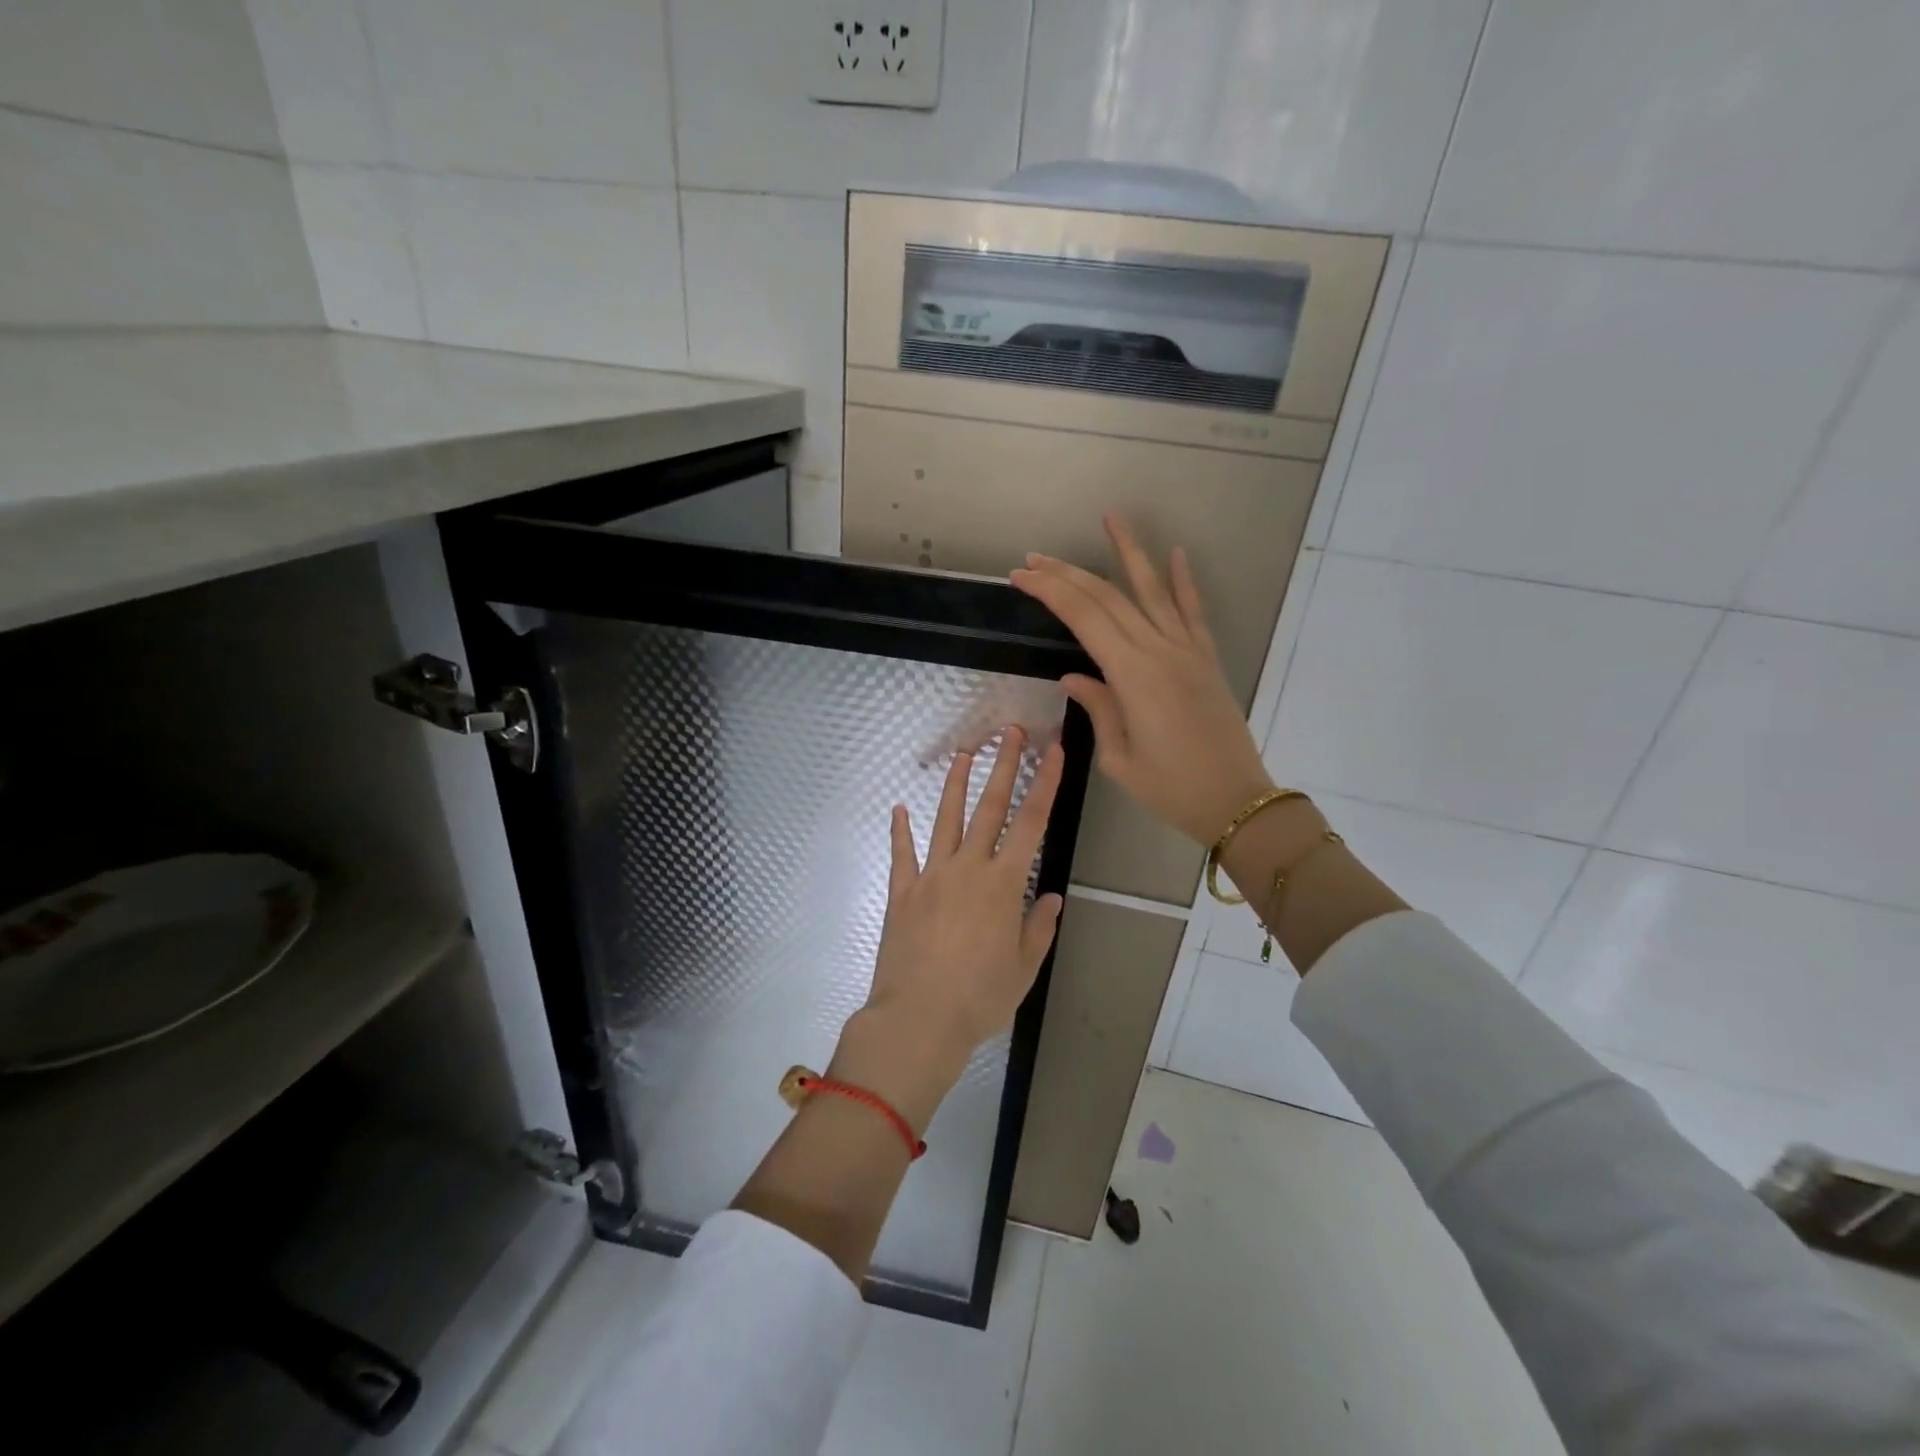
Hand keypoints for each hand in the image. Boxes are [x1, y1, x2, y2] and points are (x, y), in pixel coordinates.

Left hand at [839, 729, 1064, 1126]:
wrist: (918, 1019)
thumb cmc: (980, 997)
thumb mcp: (1024, 968)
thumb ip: (1038, 928)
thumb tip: (1049, 897)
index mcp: (1003, 884)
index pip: (1031, 822)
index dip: (1045, 783)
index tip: (1054, 751)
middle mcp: (968, 868)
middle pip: (989, 807)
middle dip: (1003, 766)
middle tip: (1010, 731)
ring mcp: (931, 876)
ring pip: (945, 819)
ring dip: (955, 784)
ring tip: (963, 752)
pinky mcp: (902, 892)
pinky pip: (902, 854)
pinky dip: (900, 830)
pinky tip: (898, 808)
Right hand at [1011, 516, 1272, 846]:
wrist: (1236, 802)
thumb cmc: (1171, 789)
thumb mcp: (1119, 757)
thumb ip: (1098, 708)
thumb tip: (1073, 676)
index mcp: (1131, 675)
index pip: (1083, 617)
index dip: (1050, 591)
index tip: (1021, 576)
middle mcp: (1159, 650)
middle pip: (1108, 597)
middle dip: (1068, 573)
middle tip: (1035, 558)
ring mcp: (1187, 650)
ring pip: (1152, 590)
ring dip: (1129, 553)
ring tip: (1111, 518)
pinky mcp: (1206, 659)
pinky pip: (1192, 611)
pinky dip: (1183, 581)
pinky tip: (1176, 554)